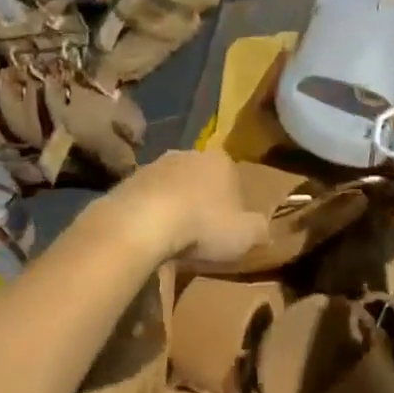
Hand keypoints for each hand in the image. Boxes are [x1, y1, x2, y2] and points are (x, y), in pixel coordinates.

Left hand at [104, 150, 269, 264]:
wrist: (142, 223)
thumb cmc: (202, 225)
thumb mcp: (246, 236)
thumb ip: (260, 230)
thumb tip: (265, 230)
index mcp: (221, 160)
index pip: (235, 180)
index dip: (234, 206)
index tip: (229, 230)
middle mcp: (189, 153)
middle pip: (202, 180)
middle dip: (203, 202)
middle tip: (201, 235)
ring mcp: (155, 164)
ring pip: (173, 187)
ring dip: (175, 207)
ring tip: (174, 239)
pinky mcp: (128, 180)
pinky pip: (148, 198)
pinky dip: (151, 214)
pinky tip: (151, 236)